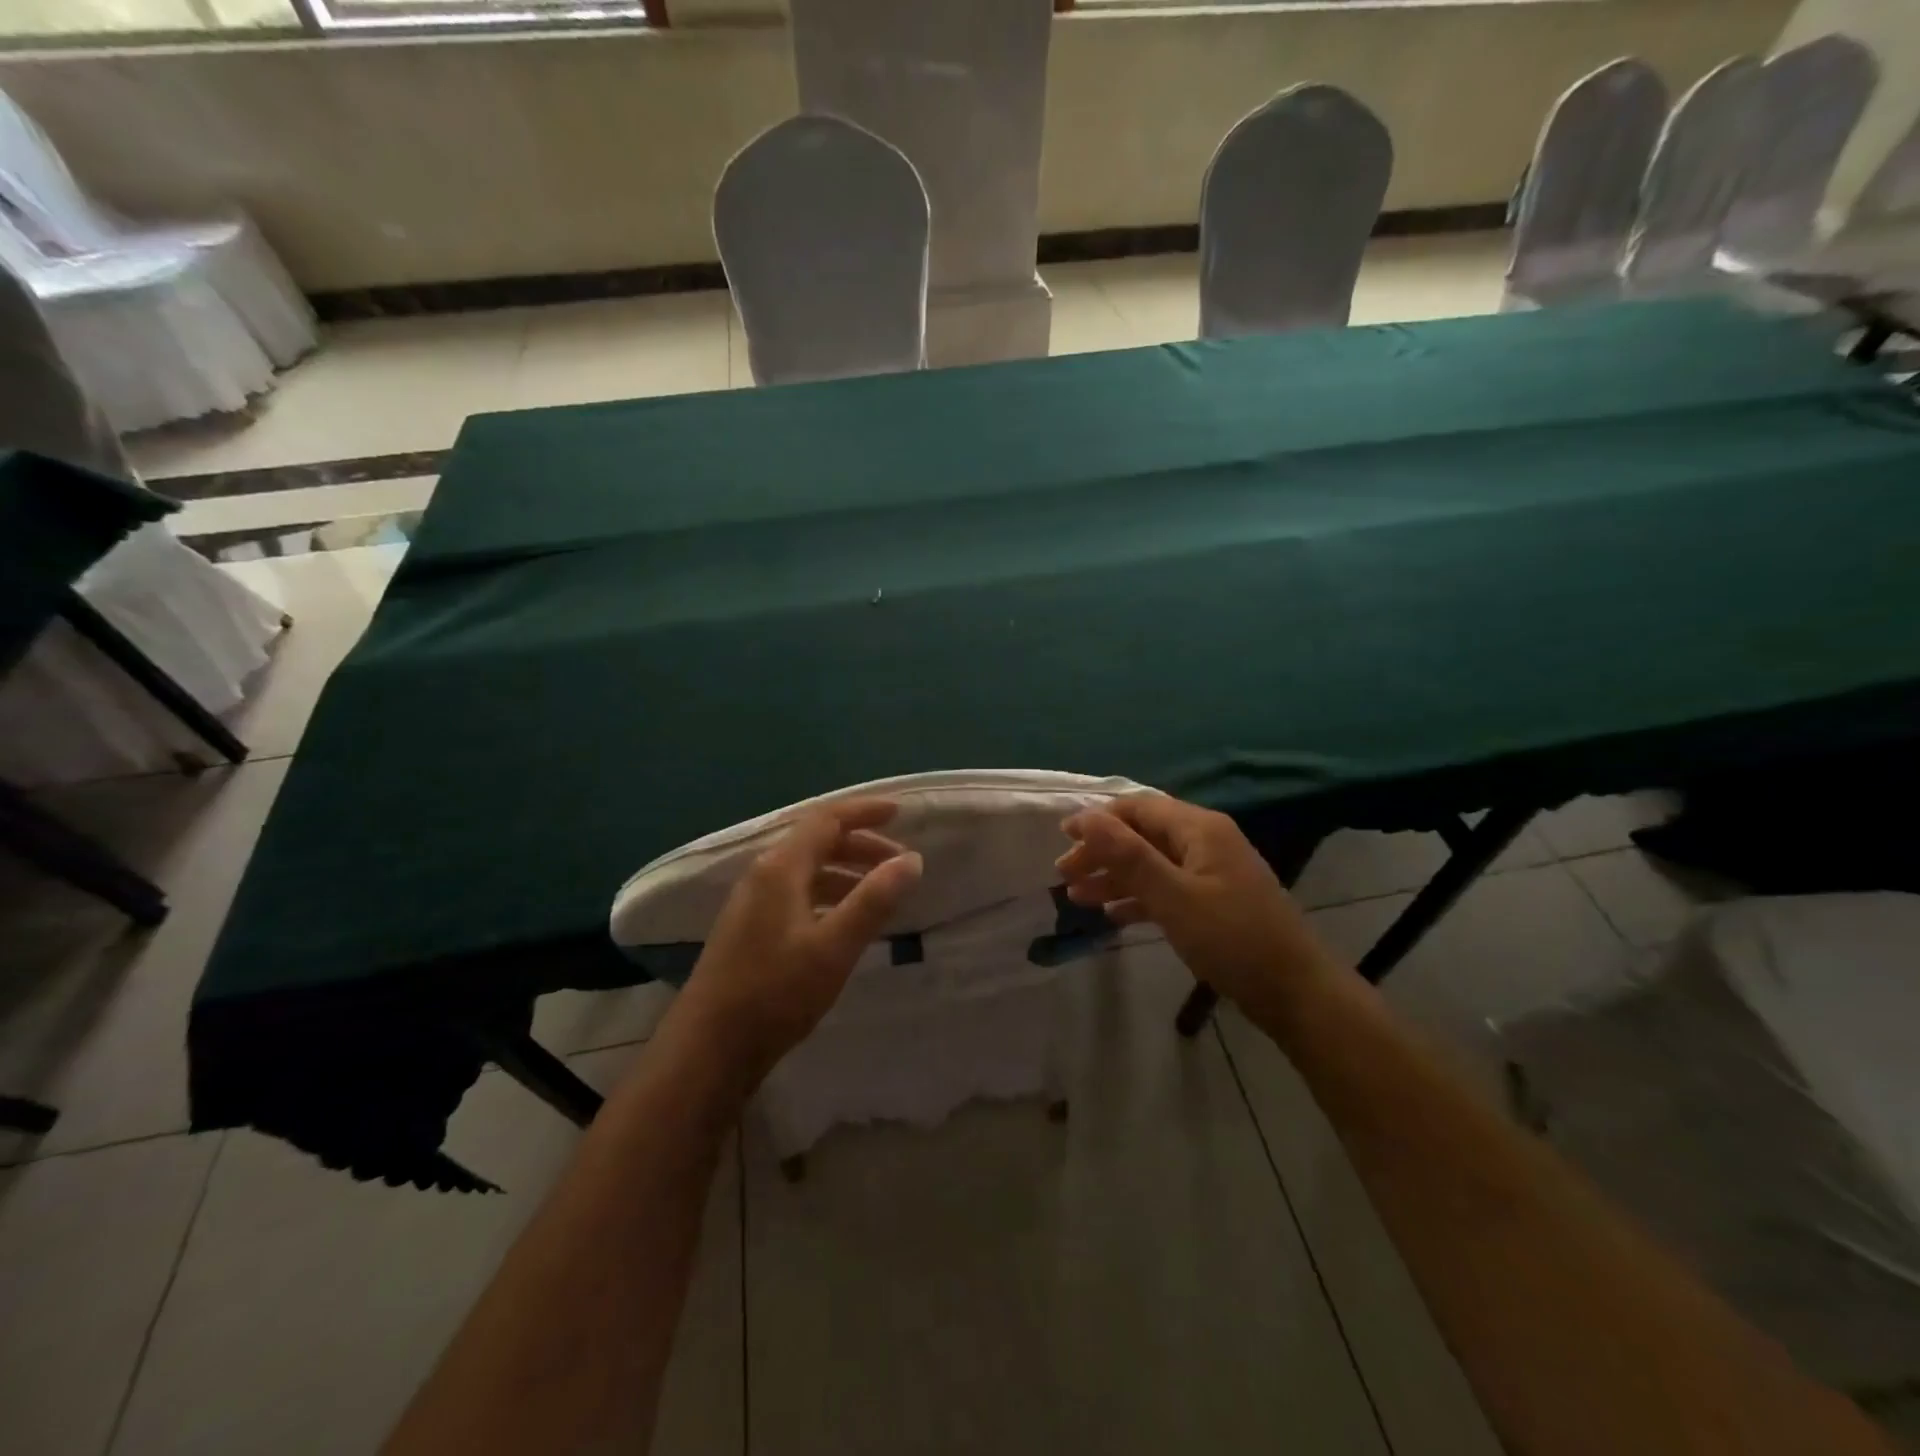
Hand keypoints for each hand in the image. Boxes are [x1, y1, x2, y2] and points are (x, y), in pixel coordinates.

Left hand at [673, 798, 922, 1081]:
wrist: (709, 1049)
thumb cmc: (774, 993)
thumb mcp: (834, 947)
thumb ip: (873, 900)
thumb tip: (912, 860)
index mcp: (780, 868)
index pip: (826, 820)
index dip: (864, 811)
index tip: (900, 813)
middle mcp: (763, 875)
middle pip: (817, 842)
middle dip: (862, 845)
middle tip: (901, 863)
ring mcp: (753, 903)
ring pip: (808, 870)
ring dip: (847, 872)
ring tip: (881, 893)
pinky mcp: (751, 929)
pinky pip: (798, 893)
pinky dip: (829, 895)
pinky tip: (845, 921)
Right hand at [1057, 794, 1335, 1013]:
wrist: (1296, 993)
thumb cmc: (1232, 938)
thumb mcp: (1174, 896)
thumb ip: (1128, 855)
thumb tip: (1085, 816)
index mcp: (1199, 829)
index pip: (1138, 808)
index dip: (1098, 818)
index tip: (1061, 838)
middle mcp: (1205, 842)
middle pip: (1142, 835)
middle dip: (1102, 852)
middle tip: (1064, 875)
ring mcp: (1211, 874)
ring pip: (1152, 864)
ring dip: (1114, 877)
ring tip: (1077, 897)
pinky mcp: (1214, 903)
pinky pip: (1166, 889)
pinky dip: (1138, 898)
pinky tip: (1112, 915)